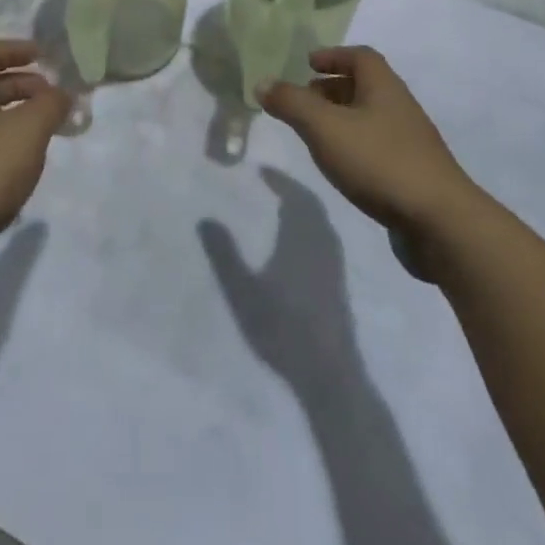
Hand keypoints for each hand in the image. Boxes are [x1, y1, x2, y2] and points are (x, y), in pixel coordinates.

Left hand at [0, 41, 69, 283]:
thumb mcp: (27, 131)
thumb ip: (50, 105)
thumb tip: (61, 94)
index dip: (15, 48)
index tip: (44, 56)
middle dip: (22, 85)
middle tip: (53, 99)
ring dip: (16, 118)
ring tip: (45, 134)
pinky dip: (4, 147)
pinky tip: (22, 170)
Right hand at [198, 168, 361, 394]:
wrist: (329, 374)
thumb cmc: (283, 327)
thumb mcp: (243, 291)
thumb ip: (224, 254)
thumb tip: (205, 218)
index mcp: (302, 237)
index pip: (295, 196)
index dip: (280, 180)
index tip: (262, 170)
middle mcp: (323, 244)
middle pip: (313, 206)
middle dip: (293, 190)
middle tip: (272, 184)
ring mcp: (335, 266)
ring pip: (322, 224)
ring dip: (304, 209)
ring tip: (283, 208)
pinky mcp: (339, 285)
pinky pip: (326, 239)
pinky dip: (312, 228)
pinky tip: (298, 245)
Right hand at [259, 47, 475, 241]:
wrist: (441, 222)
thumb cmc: (380, 162)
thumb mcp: (325, 128)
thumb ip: (292, 103)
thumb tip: (263, 82)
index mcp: (384, 87)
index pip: (361, 56)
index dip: (333, 55)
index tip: (307, 64)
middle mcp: (400, 107)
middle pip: (365, 86)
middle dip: (332, 88)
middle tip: (303, 100)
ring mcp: (410, 142)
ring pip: (370, 118)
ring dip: (342, 118)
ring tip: (315, 134)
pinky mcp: (413, 174)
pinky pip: (378, 147)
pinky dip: (354, 146)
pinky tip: (341, 166)